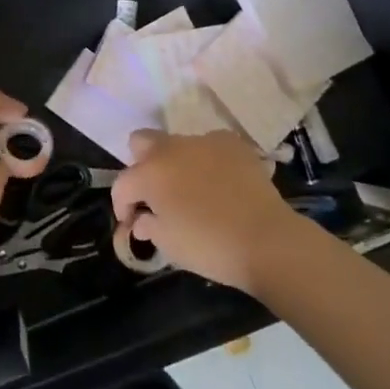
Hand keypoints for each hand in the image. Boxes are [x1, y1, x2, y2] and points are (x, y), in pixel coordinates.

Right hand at [110, 129, 303, 291]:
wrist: (267, 240)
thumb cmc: (210, 246)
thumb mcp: (169, 245)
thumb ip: (148, 227)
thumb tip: (142, 220)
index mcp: (150, 174)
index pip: (122, 184)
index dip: (122, 205)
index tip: (130, 223)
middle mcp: (171, 149)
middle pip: (142, 142)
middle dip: (141, 165)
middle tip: (155, 194)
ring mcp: (203, 141)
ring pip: (177, 144)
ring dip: (176, 163)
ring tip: (192, 190)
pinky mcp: (232, 143)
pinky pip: (210, 146)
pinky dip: (208, 160)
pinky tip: (220, 182)